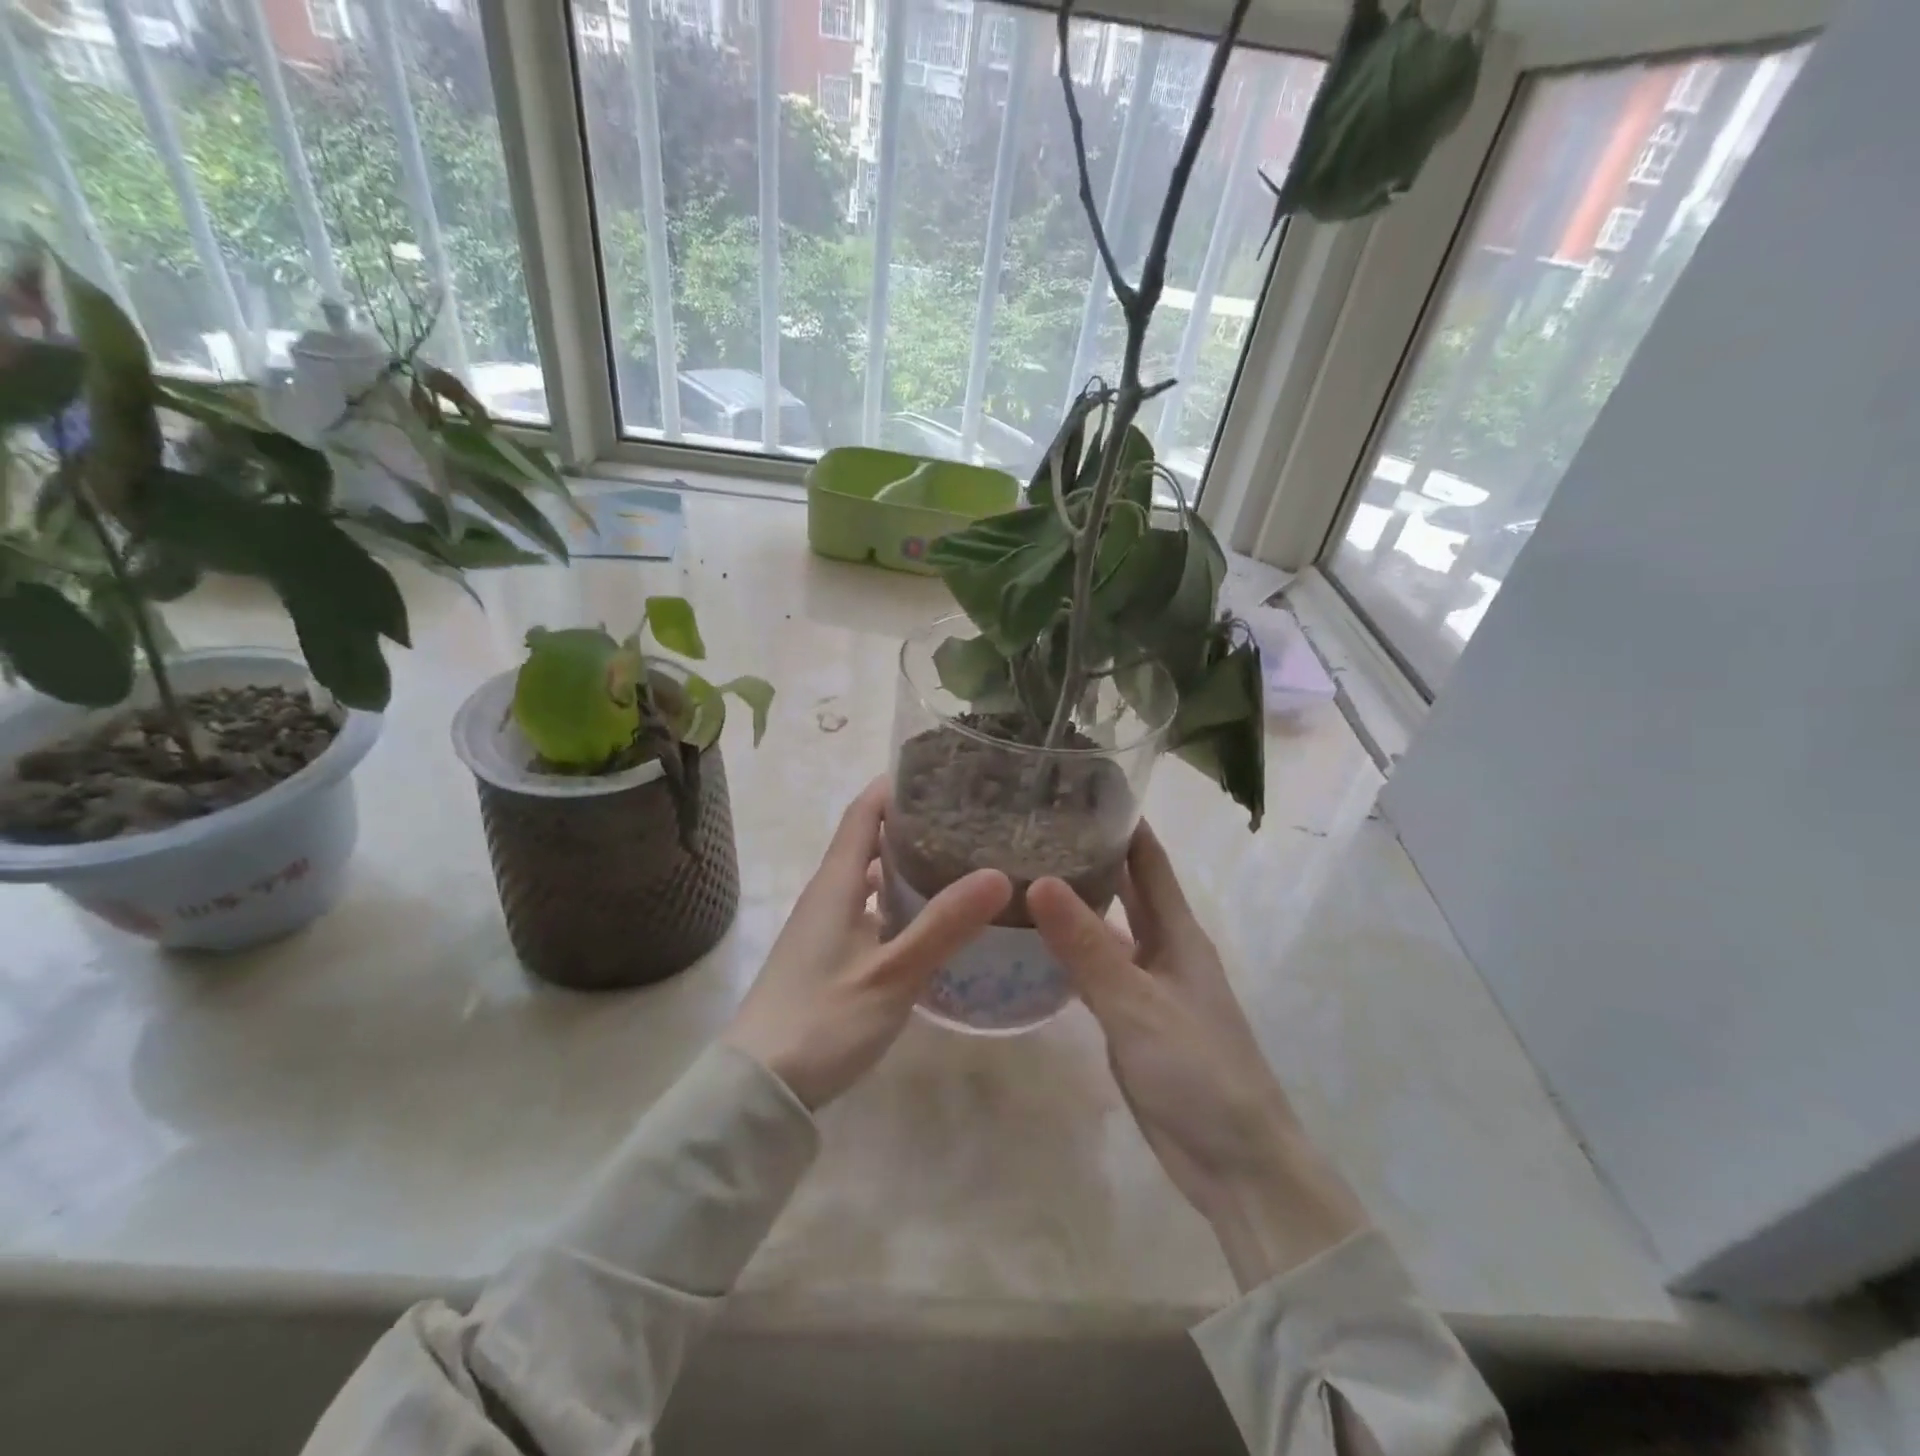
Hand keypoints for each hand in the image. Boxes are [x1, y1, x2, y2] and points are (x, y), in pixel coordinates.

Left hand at [723, 778, 1009, 1110]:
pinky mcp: (829, 957)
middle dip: (912, 822)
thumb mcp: (891, 974)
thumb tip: (998, 874)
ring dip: (907, 864)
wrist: (760, 1088)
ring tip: (960, 859)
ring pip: (870, 879)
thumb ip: (943, 925)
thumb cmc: (822, 1020)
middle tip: (969, 815)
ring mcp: (825, 928)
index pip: (863, 812)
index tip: (940, 769)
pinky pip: (870, 911)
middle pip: (868, 841)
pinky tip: (932, 920)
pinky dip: (900, 902)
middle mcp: (827, 895)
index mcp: (835, 883)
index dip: (895, 785)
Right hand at [1029, 823, 1368, 1289]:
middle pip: (1126, 888)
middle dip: (1091, 854)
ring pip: (1106, 929)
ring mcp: (1146, 984)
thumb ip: (1087, 946)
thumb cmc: (1198, 1070)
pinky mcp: (1130, 1019)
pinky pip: (1094, 970)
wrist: (1234, 1161)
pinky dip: (1068, 951)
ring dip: (1075, 902)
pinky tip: (1031, 943)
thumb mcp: (1137, 1004)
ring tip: (1022, 873)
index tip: (1081, 786)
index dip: (1122, 820)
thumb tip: (1037, 879)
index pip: (1149, 859)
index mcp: (1178, 932)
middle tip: (1035, 824)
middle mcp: (1163, 948)